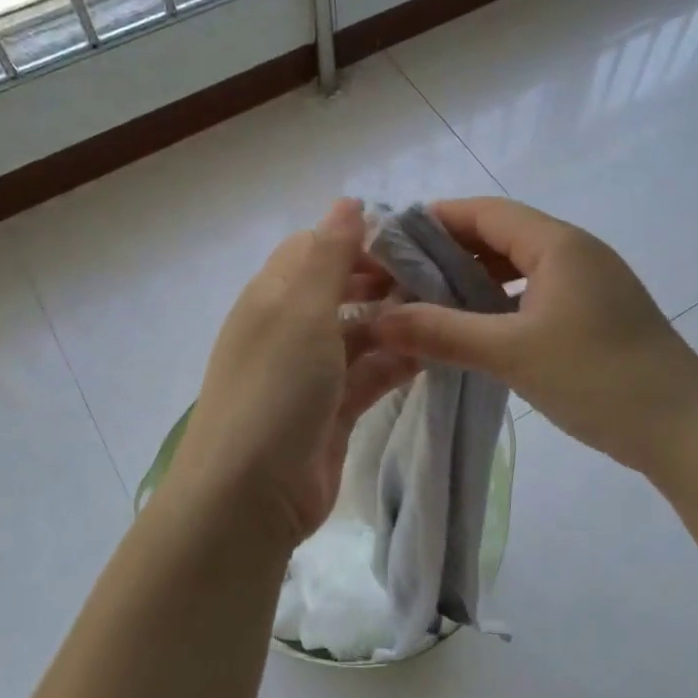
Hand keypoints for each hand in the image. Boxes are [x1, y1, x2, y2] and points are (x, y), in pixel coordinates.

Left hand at [166, 199, 415, 542]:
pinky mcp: (333, 412)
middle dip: (384, 281)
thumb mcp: (300, 310)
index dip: (357, 239)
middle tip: (438, 277)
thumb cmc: (275, 389)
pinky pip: (370, 375)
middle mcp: (289, 330)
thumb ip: (328, 254)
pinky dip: (398, 364)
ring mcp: (311, 374)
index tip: (410, 240)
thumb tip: (348, 201)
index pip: (315, 249)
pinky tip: (436, 355)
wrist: (248, 497)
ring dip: (398, 323)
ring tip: (449, 312)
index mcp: (272, 297)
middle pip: (341, 290)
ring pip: (361, 334)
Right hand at [367, 198, 697, 472]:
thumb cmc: (599, 378)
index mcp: (558, 244)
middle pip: (500, 235)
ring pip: (518, 266)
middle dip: (449, 251)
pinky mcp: (595, 314)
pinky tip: (475, 327)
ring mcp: (589, 284)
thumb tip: (377, 320)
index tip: (390, 238)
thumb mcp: (512, 353)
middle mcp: (575, 252)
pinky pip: (535, 293)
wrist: (685, 430)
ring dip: (474, 278)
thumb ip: (442, 332)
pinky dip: (500, 302)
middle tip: (400, 276)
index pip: (485, 212)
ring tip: (428, 300)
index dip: (435, 219)